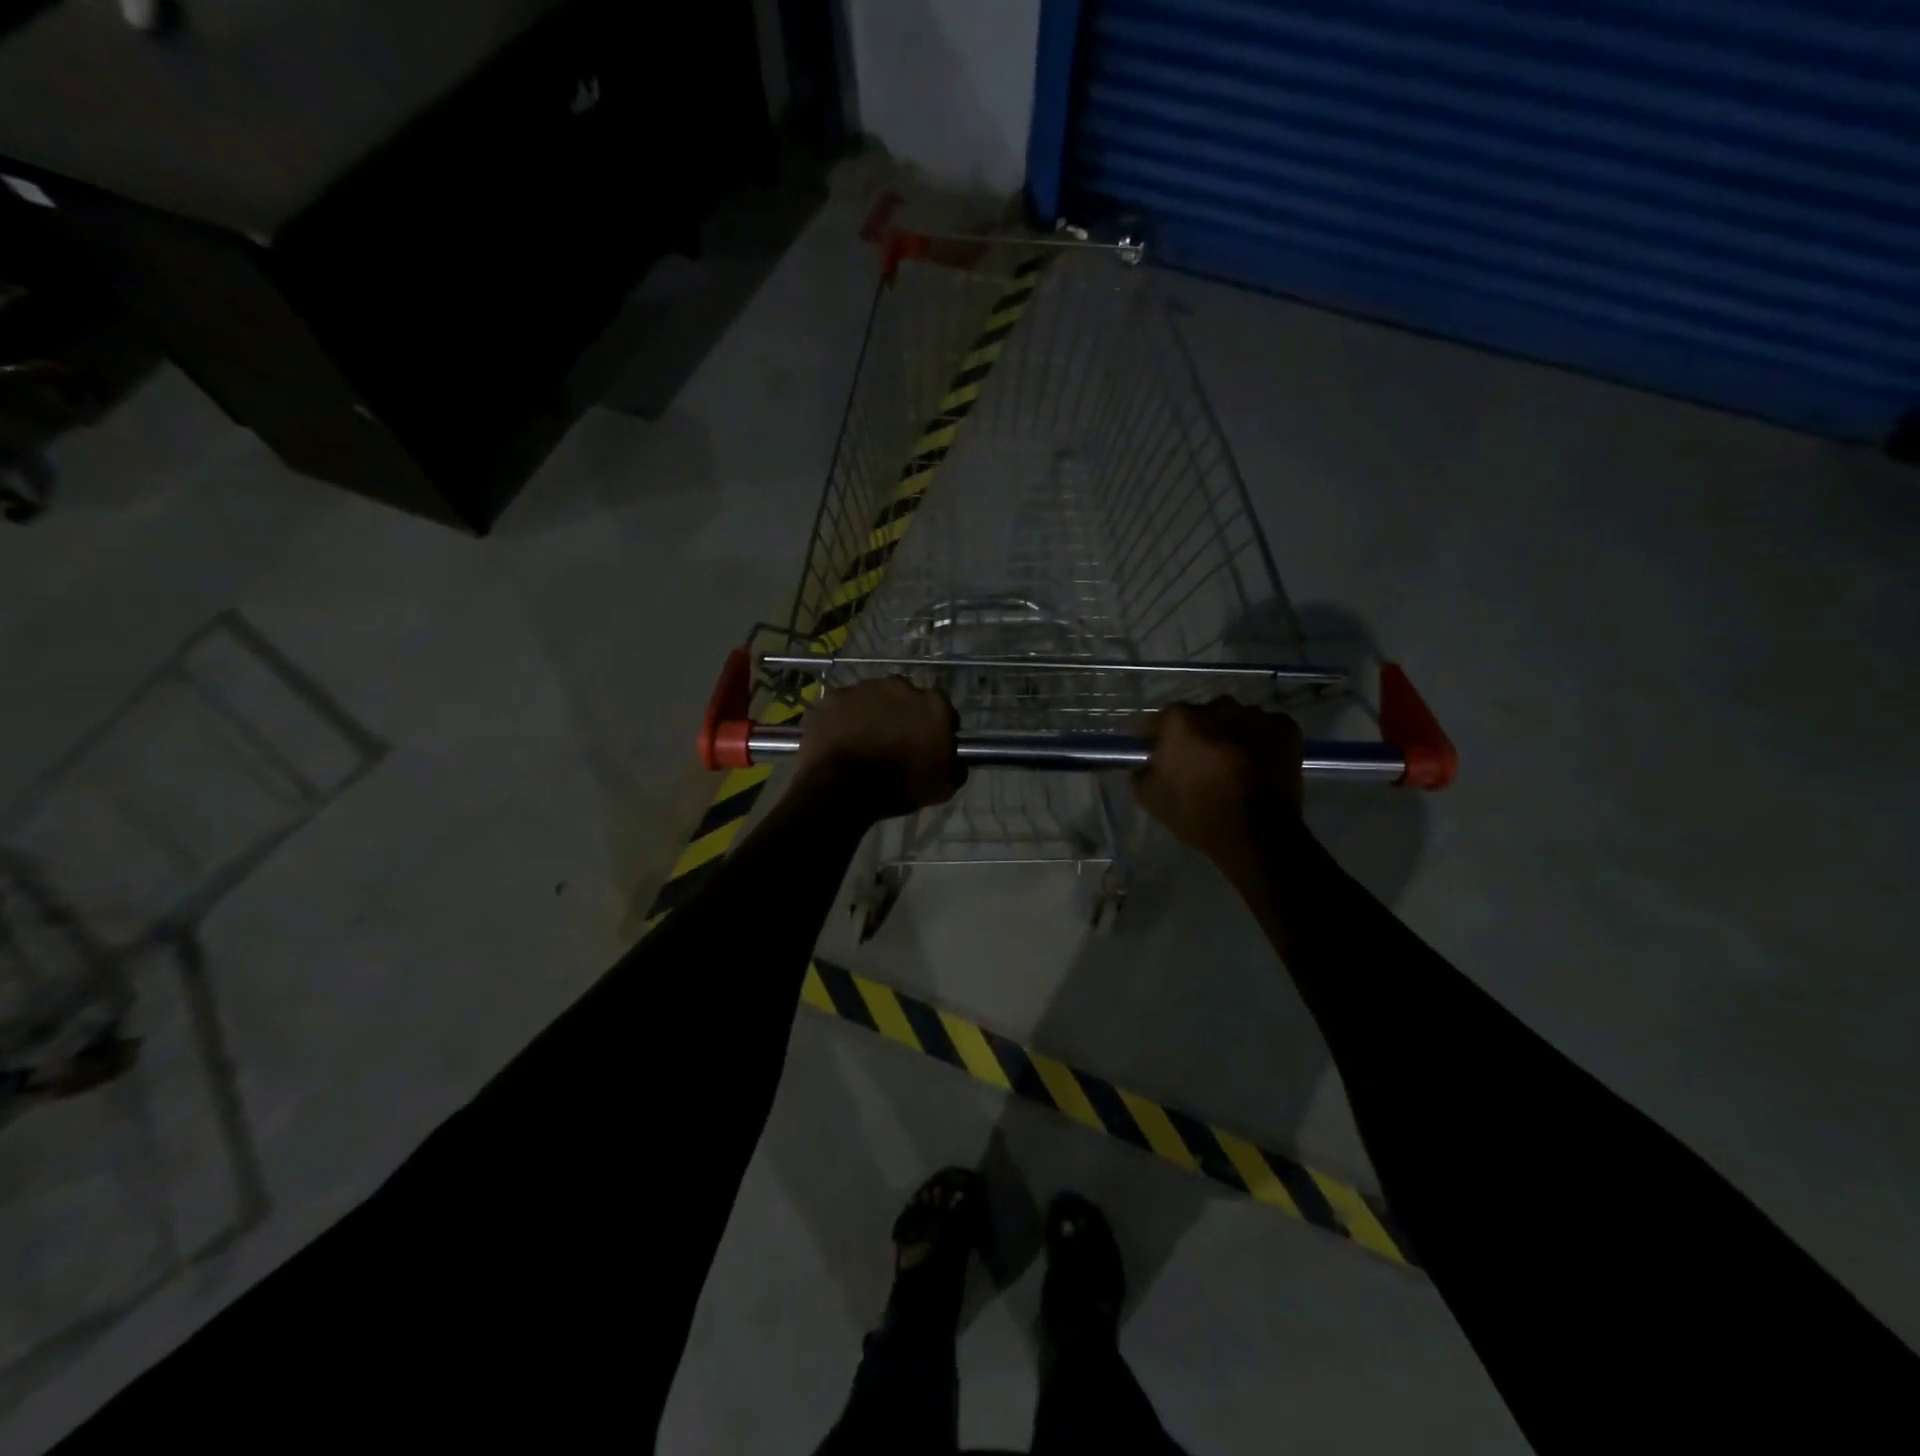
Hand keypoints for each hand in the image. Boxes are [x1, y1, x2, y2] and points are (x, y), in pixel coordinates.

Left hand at [793, 677, 965, 822]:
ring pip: (875, 698)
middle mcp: (901, 686)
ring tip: (866, 740)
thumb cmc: (901, 785)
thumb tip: (955, 758)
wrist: (845, 787)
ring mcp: (865, 688)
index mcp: (933, 704)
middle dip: (904, 715)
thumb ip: (955, 765)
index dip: (938, 727)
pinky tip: (843, 738)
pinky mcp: (836, 697)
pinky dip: (846, 718)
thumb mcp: (944, 785)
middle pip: (907, 698)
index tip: (930, 744)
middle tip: (896, 741)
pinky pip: (846, 705)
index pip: (943, 709)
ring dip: (874, 713)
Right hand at [1133, 699, 1303, 866]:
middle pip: (1201, 716)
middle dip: (1198, 734)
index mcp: (1180, 720)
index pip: (1161, 721)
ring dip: (1231, 735)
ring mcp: (1255, 715)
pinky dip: (1261, 741)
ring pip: (1235, 720)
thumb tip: (1149, 763)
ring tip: (1234, 764)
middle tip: (1200, 762)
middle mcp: (1218, 707)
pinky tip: (1259, 764)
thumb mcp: (1150, 798)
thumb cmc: (1198, 814)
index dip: (1159, 739)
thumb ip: (1142, 771)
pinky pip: (1266, 728)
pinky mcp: (1286, 728)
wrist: (1258, 834)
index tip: (1160, 756)